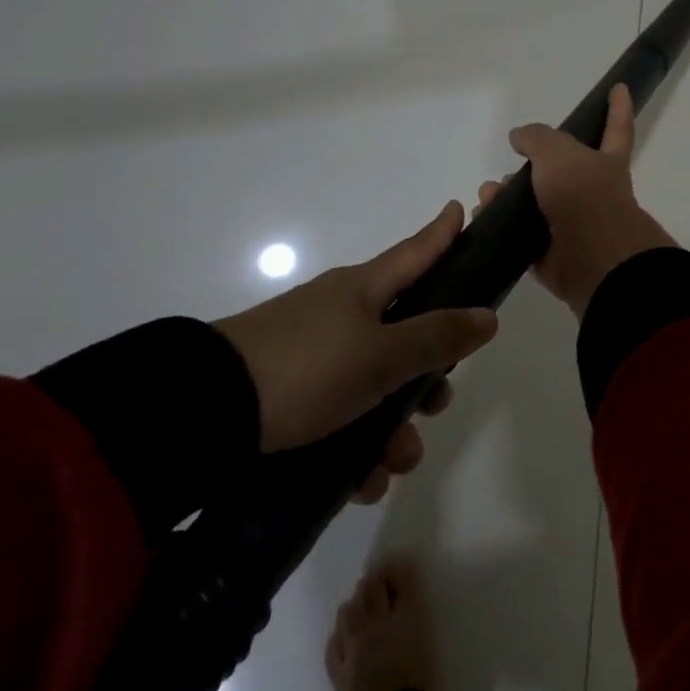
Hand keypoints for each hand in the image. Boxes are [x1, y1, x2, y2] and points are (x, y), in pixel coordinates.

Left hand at [213, 202, 497, 500]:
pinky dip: (358, 447)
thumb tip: (487, 315)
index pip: (414, 253)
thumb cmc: (306, 369)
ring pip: (375, 385)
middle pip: (403, 334)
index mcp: (363, 290)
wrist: (202, 414)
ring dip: (394, 427)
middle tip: (437, 404)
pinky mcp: (287, 395)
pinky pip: (340, 416)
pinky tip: (363, 481)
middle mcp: (340, 315)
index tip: (460, 209)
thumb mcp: (381, 356)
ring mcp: (312, 354)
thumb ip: (437, 338)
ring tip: (392, 465)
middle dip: (427, 374)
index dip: (441, 234)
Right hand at [481, 84, 675, 318]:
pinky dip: (501, 227)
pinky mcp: (552, 255)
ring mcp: (573, 225)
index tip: (620, 88)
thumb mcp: (558, 152)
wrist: (591, 259)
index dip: (618, 108)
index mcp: (606, 163)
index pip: (616, 128)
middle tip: (509, 166)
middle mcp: (593, 192)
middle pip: (561, 172)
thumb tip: (519, 137)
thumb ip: (537, 138)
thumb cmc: (583, 195)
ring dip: (508, 196)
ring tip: (488, 193)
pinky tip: (483, 218)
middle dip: (533, 167)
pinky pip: (522, 236)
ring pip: (535, 204)